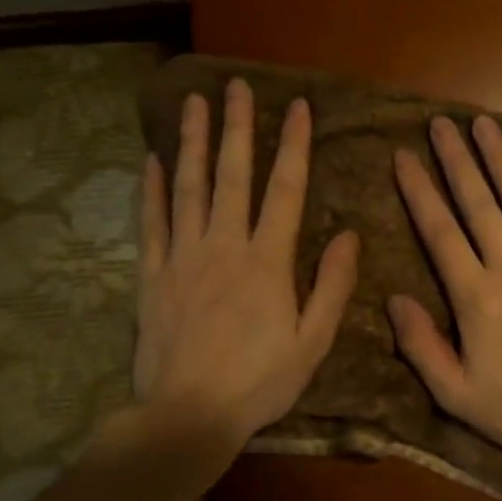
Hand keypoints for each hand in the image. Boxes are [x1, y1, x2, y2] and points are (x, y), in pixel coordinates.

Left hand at [134, 78, 357, 450]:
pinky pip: (151, 222)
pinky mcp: (152, 274)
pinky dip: (151, 189)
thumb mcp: (313, 342)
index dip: (294, 146)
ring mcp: (183, 256)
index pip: (286, 190)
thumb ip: (332, 286)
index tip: (297, 107)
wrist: (188, 414)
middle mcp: (224, 246)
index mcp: (268, 261)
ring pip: (189, 188)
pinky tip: (153, 160)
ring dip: (194, 143)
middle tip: (237, 87)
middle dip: (238, 128)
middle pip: (233, 176)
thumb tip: (350, 235)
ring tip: (194, 103)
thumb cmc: (259, 381)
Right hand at [390, 114, 501, 476]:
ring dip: (501, 159)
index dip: (419, 192)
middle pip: (478, 204)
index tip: (404, 156)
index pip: (439, 232)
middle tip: (440, 123)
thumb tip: (394, 298)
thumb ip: (421, 344)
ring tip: (483, 124)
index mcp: (474, 295)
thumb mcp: (455, 393)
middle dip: (456, 161)